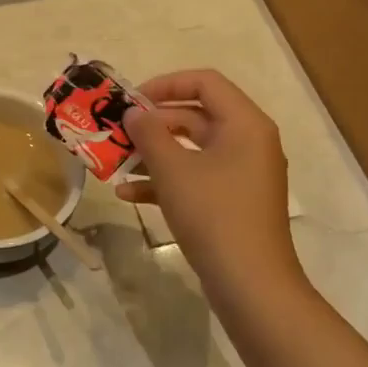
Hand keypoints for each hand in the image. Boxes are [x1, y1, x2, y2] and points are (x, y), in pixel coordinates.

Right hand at [119, 69, 304, 303]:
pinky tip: (128, 194)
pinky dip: (165, 181)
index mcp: (244, 124)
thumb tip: (134, 114)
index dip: (165, 84)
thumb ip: (149, 134)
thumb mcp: (173, 169)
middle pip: (195, 115)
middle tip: (117, 131)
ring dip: (153, 153)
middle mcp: (248, 142)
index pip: (204, 82)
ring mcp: (241, 174)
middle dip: (153, 124)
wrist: (251, 284)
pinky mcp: (232, 202)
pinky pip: (196, 177)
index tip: (131, 100)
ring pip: (191, 150)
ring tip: (116, 161)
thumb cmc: (214, 214)